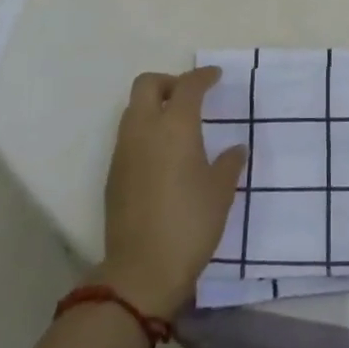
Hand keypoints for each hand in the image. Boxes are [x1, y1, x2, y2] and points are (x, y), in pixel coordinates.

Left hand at [96, 67, 246, 318]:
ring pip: (133, 109)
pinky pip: (128, 136)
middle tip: (189, 97)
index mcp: (175, 126)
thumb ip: (228, 163)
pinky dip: (144, 131)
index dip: (203, 76)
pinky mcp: (113, 173)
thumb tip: (235, 149)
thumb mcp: (220, 192)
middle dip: (169, 83)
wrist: (141, 271)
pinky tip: (162, 155)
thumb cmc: (189, 224)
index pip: (188, 85)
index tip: (215, 77)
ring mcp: (123, 151)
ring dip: (153, 106)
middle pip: (148, 84)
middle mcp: (144, 129)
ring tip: (177, 126)